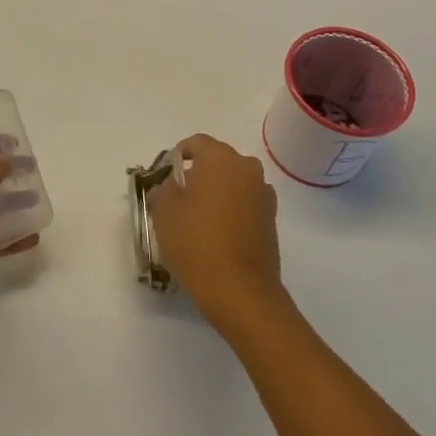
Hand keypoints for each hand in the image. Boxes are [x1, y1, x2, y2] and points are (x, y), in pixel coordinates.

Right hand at [147, 134, 284, 334]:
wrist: (241, 292)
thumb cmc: (197, 244)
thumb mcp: (164, 213)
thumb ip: (164, 189)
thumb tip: (170, 185)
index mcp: (220, 159)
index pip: (196, 143)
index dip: (178, 156)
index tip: (166, 176)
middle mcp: (247, 168)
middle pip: (217, 161)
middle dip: (197, 174)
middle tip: (177, 198)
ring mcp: (264, 194)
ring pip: (232, 182)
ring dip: (216, 192)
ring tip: (197, 219)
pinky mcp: (272, 219)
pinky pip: (245, 202)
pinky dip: (231, 209)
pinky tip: (217, 234)